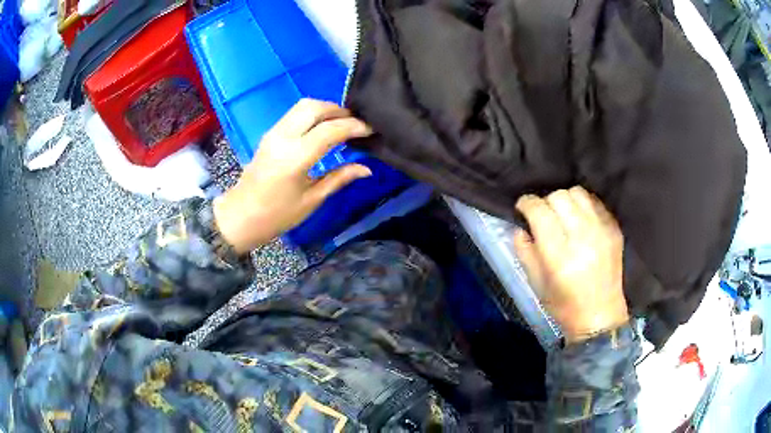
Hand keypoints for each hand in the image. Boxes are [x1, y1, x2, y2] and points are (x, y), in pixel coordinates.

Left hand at [214, 99, 373, 253]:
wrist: (241, 215)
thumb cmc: (277, 215)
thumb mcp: (312, 199)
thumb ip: (339, 178)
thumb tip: (367, 169)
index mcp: (295, 157)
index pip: (330, 130)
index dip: (354, 126)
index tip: (371, 129)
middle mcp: (283, 137)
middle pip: (315, 107)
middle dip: (340, 111)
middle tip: (357, 123)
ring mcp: (274, 132)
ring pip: (303, 105)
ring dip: (326, 109)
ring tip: (342, 123)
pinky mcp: (270, 133)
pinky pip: (294, 113)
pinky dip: (313, 114)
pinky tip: (323, 127)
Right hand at [512, 186, 628, 343]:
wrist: (600, 316)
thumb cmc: (564, 305)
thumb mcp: (536, 283)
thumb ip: (525, 251)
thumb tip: (520, 227)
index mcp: (559, 255)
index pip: (539, 211)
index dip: (526, 204)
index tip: (522, 208)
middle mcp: (582, 237)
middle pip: (559, 196)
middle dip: (545, 202)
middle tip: (543, 216)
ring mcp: (602, 230)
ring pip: (578, 192)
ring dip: (565, 200)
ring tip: (563, 215)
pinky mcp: (614, 229)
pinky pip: (595, 202)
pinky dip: (583, 205)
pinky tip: (580, 220)